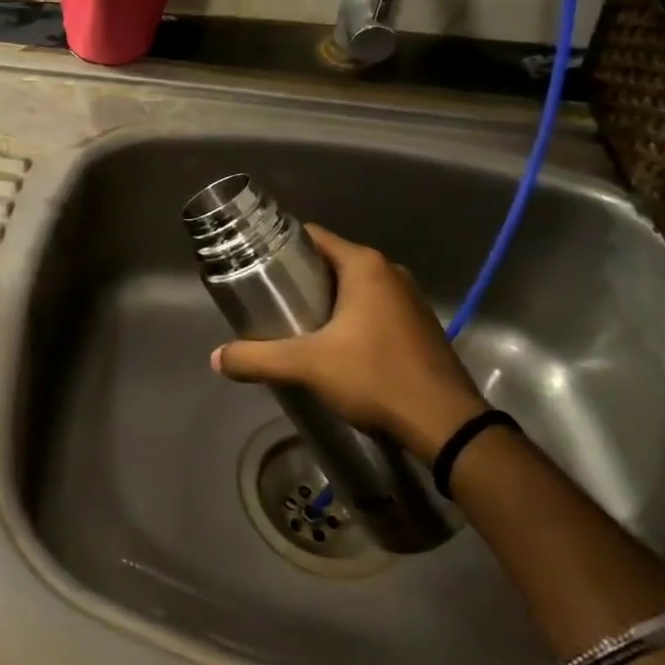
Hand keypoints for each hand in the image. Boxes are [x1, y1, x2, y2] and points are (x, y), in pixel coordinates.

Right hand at [211, 225, 487, 462]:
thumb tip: (216, 359)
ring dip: (327, 300)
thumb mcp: (307, 366)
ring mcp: (410, 300)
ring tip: (295, 323)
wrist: (449, 427)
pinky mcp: (420, 327)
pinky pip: (375, 308)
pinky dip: (352, 318)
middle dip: (300, 278)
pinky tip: (334, 345)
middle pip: (332, 262)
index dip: (281, 246)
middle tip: (269, 300)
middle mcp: (390, 273)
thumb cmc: (375, 378)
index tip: (255, 264)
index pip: (313, 236)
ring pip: (355, 287)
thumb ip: (258, 358)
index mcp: (365, 266)